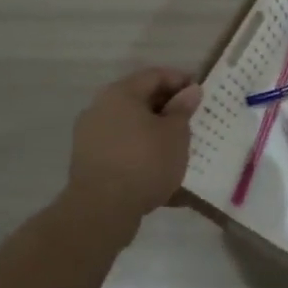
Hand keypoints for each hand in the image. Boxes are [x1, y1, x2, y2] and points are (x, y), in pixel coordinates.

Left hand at [65, 68, 202, 236]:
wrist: (101, 211)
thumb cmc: (144, 162)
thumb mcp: (175, 133)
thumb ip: (183, 108)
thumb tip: (190, 90)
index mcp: (121, 93)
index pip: (155, 75)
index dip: (181, 80)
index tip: (200, 94)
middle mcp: (100, 108)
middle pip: (140, 99)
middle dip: (167, 107)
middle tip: (191, 119)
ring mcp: (90, 135)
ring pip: (130, 125)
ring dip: (153, 130)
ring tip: (177, 145)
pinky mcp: (88, 161)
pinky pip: (120, 147)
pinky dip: (140, 150)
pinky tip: (157, 166)